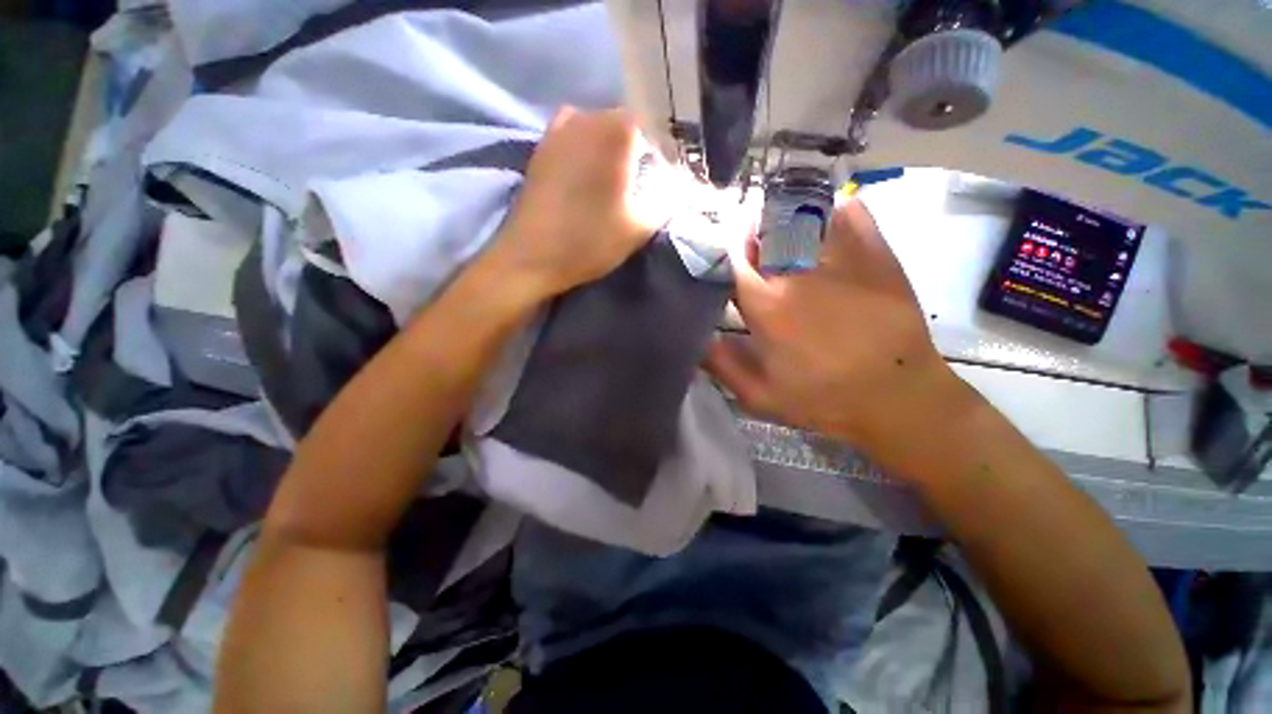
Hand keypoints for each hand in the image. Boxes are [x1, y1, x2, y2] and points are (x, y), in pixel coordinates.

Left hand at [492, 106, 677, 297]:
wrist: (531, 256)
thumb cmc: (588, 241)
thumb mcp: (639, 228)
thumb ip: (665, 202)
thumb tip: (677, 188)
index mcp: (616, 131)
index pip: (655, 123)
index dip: (666, 149)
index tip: (669, 174)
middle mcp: (587, 117)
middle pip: (626, 123)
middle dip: (641, 147)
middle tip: (647, 179)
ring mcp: (559, 129)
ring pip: (599, 128)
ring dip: (613, 148)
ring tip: (618, 180)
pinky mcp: (542, 147)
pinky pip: (575, 137)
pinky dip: (588, 150)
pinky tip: (590, 176)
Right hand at [706, 197, 966, 460]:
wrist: (898, 397)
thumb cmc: (823, 398)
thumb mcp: (759, 396)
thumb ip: (719, 364)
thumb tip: (696, 335)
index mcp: (766, 304)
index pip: (730, 258)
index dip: (721, 251)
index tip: (722, 256)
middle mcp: (796, 272)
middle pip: (761, 232)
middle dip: (749, 234)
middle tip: (750, 245)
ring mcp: (839, 258)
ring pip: (800, 217)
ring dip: (782, 217)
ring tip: (781, 226)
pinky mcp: (875, 254)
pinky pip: (848, 213)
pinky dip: (832, 208)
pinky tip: (825, 214)